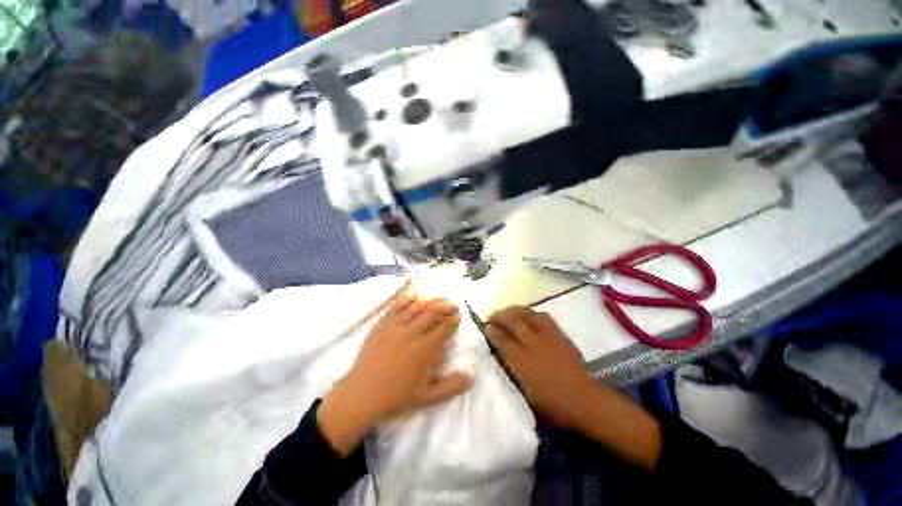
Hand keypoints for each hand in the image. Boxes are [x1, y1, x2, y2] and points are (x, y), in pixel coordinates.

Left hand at [318, 295, 472, 454]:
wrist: (362, 393)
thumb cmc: (396, 396)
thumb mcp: (426, 397)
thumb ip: (450, 387)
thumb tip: (471, 378)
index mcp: (423, 349)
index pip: (443, 328)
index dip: (452, 321)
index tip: (457, 317)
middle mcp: (411, 333)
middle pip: (432, 313)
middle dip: (446, 307)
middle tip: (453, 306)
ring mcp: (395, 326)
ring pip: (417, 307)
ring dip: (431, 300)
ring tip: (439, 298)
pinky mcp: (382, 324)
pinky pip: (397, 306)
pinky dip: (408, 299)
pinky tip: (415, 295)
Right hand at [488, 306, 662, 470]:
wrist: (583, 399)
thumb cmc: (552, 403)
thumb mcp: (525, 393)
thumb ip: (510, 370)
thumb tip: (499, 353)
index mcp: (522, 362)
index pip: (501, 339)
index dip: (491, 331)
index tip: (485, 327)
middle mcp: (532, 344)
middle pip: (512, 321)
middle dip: (498, 316)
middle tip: (492, 316)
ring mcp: (547, 336)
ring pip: (526, 314)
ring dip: (513, 310)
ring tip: (507, 312)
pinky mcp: (558, 333)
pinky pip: (542, 315)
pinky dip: (531, 312)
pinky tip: (527, 315)